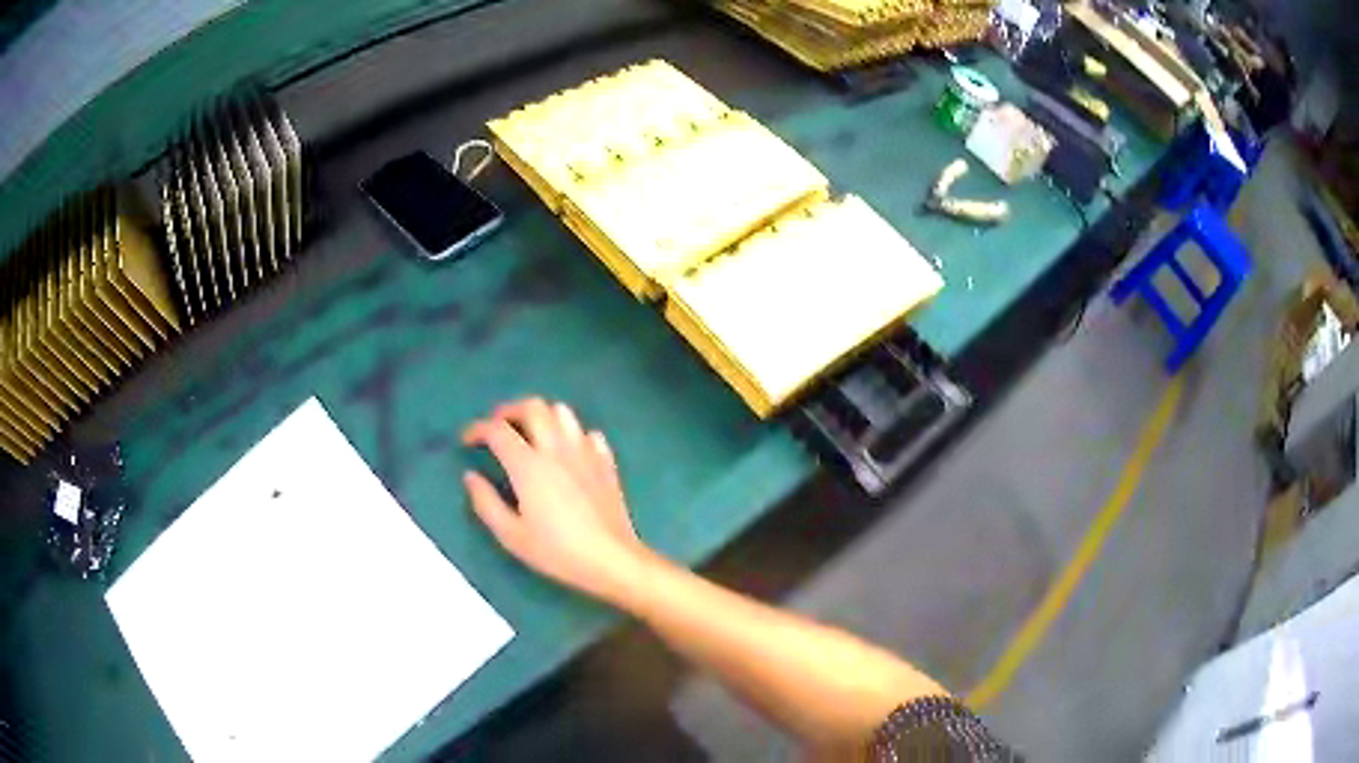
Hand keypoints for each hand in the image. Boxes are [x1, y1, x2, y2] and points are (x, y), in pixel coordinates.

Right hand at [462, 398, 650, 603]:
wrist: (611, 559)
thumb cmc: (557, 551)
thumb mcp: (512, 536)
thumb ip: (486, 503)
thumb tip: (470, 477)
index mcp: (529, 465)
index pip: (497, 430)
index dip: (477, 429)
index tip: (467, 440)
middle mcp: (557, 448)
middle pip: (532, 407)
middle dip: (509, 410)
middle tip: (498, 427)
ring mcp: (585, 451)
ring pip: (562, 412)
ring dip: (542, 415)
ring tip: (530, 434)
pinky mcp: (606, 462)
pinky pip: (588, 433)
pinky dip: (572, 434)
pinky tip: (567, 452)